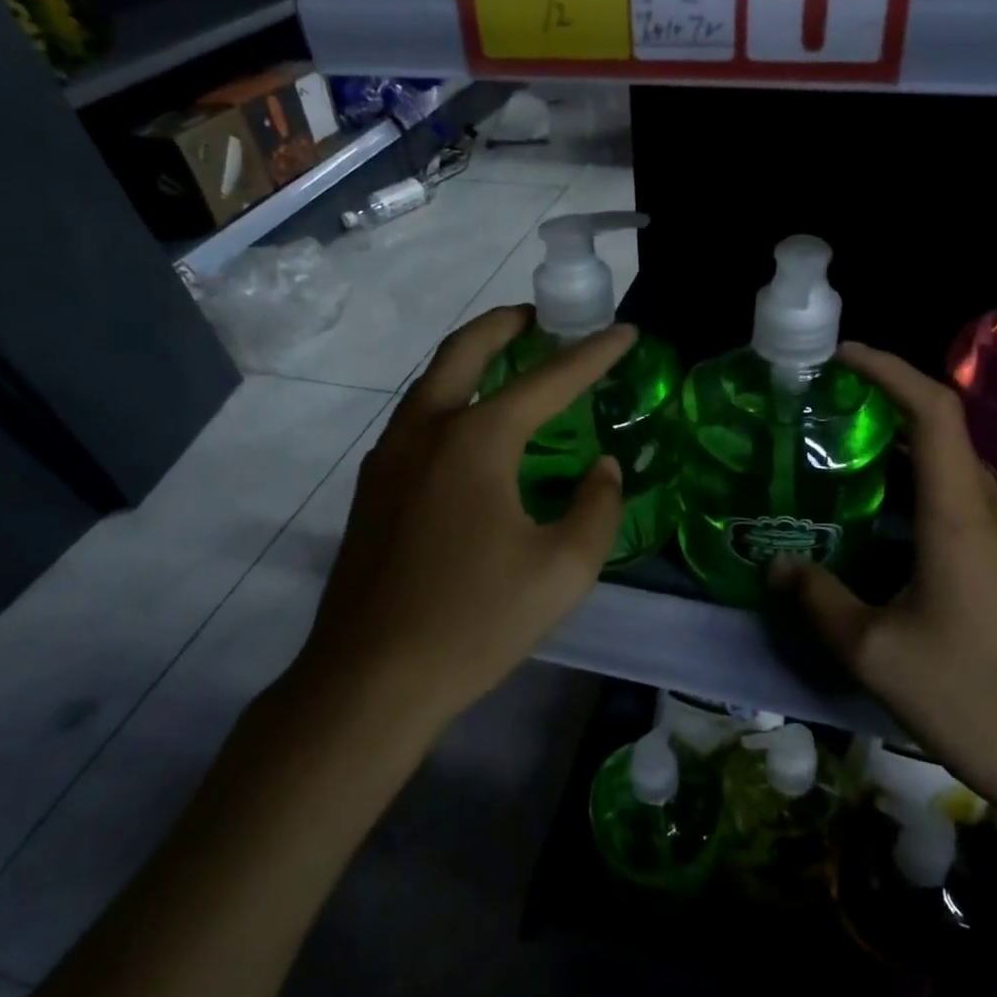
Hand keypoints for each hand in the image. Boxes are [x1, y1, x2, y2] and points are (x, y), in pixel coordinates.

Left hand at [300, 306, 633, 727]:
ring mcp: (389, 457)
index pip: (548, 380)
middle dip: (506, 324)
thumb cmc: (476, 622)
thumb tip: (604, 469)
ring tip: (508, 361)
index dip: (593, 354)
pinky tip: (471, 429)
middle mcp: (426, 430)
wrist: (370, 680)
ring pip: (431, 381)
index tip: (625, 331)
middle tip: (540, 316)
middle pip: (464, 350)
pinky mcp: (372, 488)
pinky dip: (450, 397)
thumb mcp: (564, 570)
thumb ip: (597, 507)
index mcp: (476, 441)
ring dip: (471, 358)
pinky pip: (417, 418)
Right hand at [771, 342, 996, 820]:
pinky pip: (971, 509)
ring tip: (850, 470)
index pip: (933, 410)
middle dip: (887, 413)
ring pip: (958, 475)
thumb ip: (819, 600)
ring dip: (907, 460)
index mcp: (961, 517)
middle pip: (944, 436)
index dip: (889, 369)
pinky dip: (928, 497)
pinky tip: (893, 535)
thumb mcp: (876, 654)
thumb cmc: (975, 700)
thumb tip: (779, 566)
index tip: (842, 356)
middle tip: (828, 419)